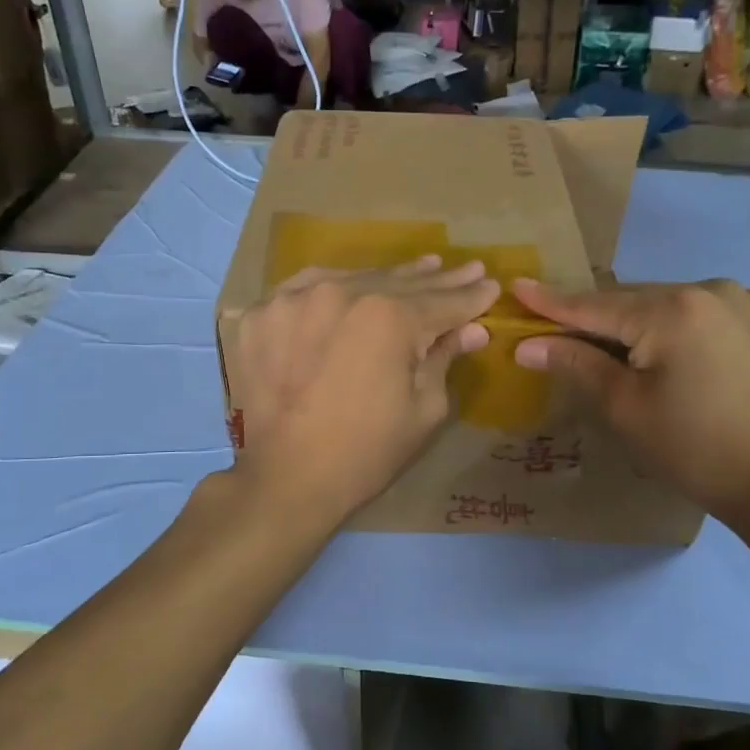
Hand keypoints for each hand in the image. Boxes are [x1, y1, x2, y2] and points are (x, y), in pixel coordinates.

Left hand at [231, 256, 499, 528]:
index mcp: (388, 317)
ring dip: (387, 278)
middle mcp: (339, 293)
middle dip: (436, 280)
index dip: (470, 297)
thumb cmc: (365, 453)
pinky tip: (351, 285)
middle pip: (397, 283)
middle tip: (465, 269)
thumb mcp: (423, 410)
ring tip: (419, 268)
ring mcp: (292, 299)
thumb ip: (444, 359)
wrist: (284, 481)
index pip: (441, 301)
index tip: (490, 285)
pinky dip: (333, 288)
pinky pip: (304, 289)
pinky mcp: (258, 315)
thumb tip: (471, 331)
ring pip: (351, 279)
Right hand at [511, 278, 749, 525]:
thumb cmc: (688, 447)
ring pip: (671, 304)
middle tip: (562, 333)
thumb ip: (575, 363)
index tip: (517, 287)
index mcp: (672, 310)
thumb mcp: (622, 406)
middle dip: (600, 319)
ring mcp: (746, 300)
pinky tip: (679, 352)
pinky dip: (683, 327)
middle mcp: (712, 289)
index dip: (552, 302)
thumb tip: (526, 345)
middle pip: (635, 301)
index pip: (596, 306)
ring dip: (643, 322)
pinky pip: (707, 313)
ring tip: (624, 352)